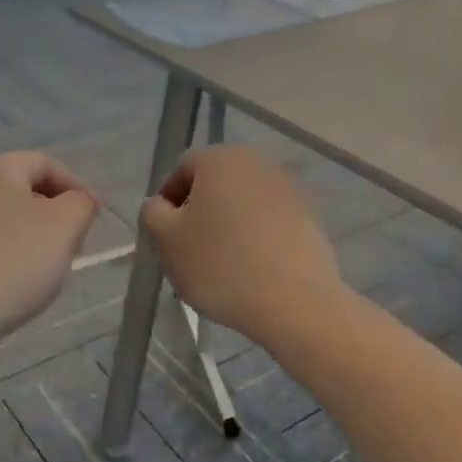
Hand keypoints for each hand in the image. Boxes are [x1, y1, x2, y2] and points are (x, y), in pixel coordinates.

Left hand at [0, 152, 99, 344]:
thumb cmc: (12, 262)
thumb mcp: (64, 226)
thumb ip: (81, 205)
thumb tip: (78, 202)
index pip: (47, 164)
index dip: (78, 187)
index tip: (95, 220)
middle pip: (26, 191)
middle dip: (57, 215)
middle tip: (75, 246)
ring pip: (8, 221)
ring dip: (35, 240)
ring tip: (49, 271)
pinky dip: (10, 259)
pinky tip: (17, 287)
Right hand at [141, 147, 339, 339]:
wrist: (294, 302)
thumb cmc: (220, 265)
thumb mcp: (166, 241)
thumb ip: (152, 214)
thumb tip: (161, 205)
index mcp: (221, 159)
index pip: (183, 169)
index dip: (169, 201)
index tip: (167, 235)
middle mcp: (258, 164)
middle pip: (217, 184)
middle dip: (200, 213)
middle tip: (191, 251)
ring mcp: (289, 190)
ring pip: (244, 204)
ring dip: (229, 226)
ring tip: (222, 267)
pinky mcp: (309, 218)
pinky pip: (270, 223)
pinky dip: (257, 239)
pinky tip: (252, 271)